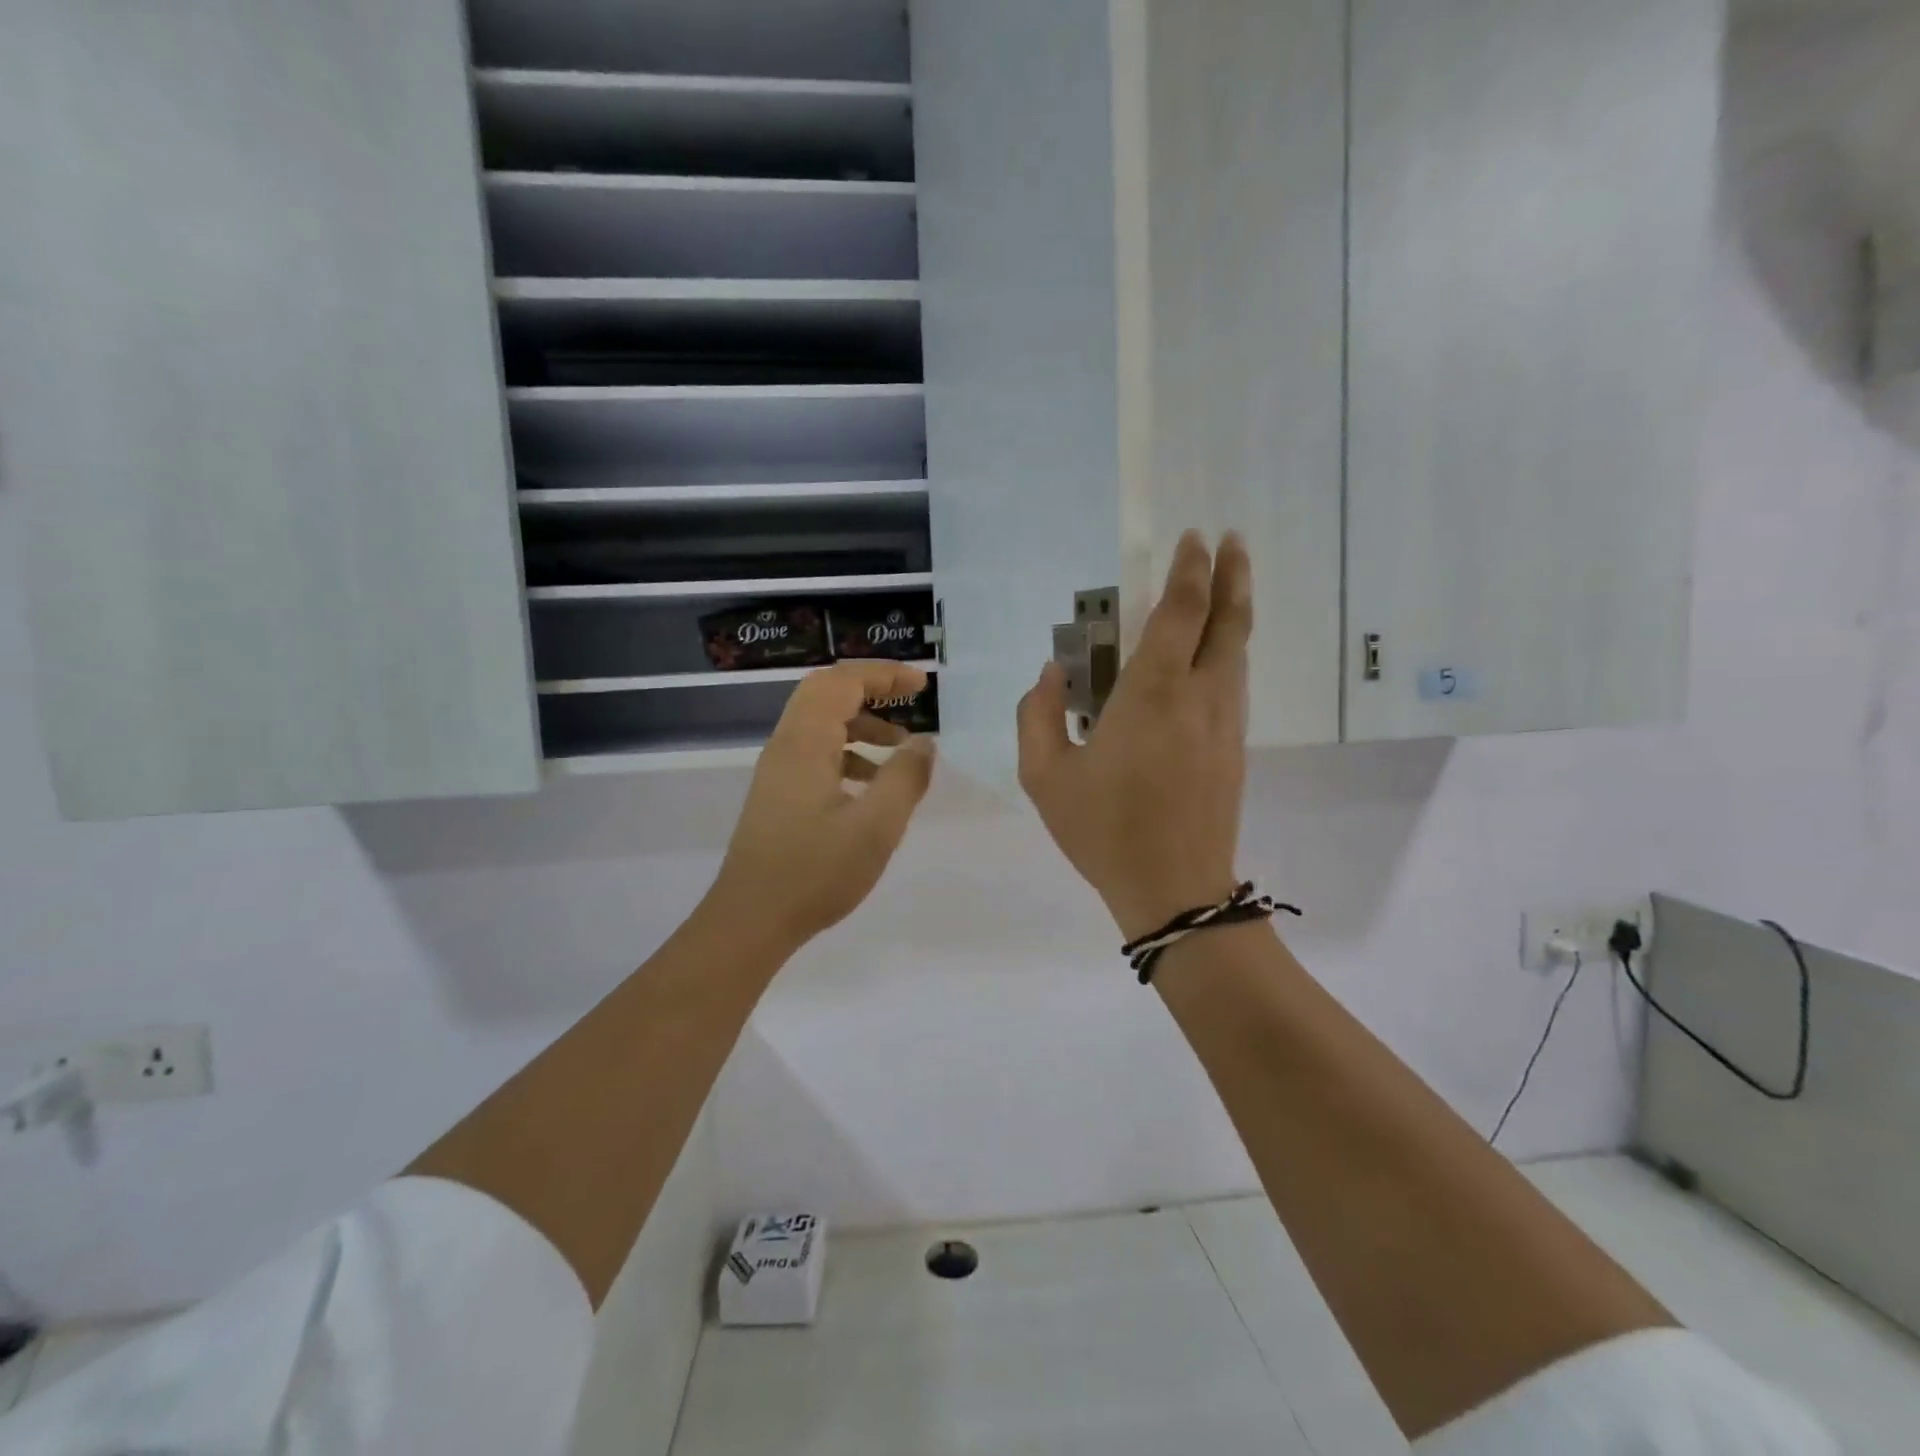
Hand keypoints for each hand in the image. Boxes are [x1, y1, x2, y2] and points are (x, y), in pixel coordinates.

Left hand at [708, 660, 936, 955]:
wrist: (750, 921)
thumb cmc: (814, 873)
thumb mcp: (875, 827)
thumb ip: (904, 779)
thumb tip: (924, 743)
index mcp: (804, 743)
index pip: (842, 682)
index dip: (884, 674)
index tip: (922, 684)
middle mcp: (785, 746)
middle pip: (826, 693)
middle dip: (871, 689)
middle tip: (910, 699)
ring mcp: (777, 771)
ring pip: (820, 723)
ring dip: (861, 723)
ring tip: (900, 749)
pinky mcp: (778, 794)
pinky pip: (815, 752)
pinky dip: (848, 753)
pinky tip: (872, 786)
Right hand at [1017, 531, 1252, 941]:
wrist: (1175, 890)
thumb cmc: (1104, 831)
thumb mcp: (1046, 778)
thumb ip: (1038, 717)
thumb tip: (1051, 674)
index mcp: (1152, 695)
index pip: (1181, 614)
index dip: (1190, 571)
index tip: (1194, 539)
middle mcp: (1199, 697)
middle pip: (1228, 623)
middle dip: (1232, 575)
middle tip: (1232, 540)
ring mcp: (1225, 723)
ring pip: (1238, 652)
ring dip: (1236, 611)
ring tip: (1230, 583)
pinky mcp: (1235, 749)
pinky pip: (1234, 683)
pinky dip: (1228, 651)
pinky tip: (1214, 653)